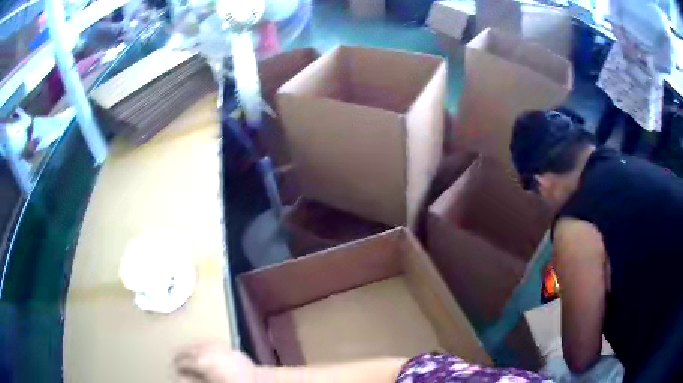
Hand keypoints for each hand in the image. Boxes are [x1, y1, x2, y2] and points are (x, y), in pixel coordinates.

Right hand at [175, 343, 256, 382]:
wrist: (258, 381)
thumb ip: (193, 380)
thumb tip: (180, 377)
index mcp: (202, 360)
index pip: (183, 360)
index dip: (177, 364)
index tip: (174, 368)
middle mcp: (208, 350)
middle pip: (190, 350)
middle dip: (182, 354)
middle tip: (177, 360)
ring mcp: (219, 347)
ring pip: (199, 345)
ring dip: (192, 349)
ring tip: (188, 355)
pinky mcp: (230, 347)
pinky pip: (211, 344)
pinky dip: (204, 347)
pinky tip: (204, 352)